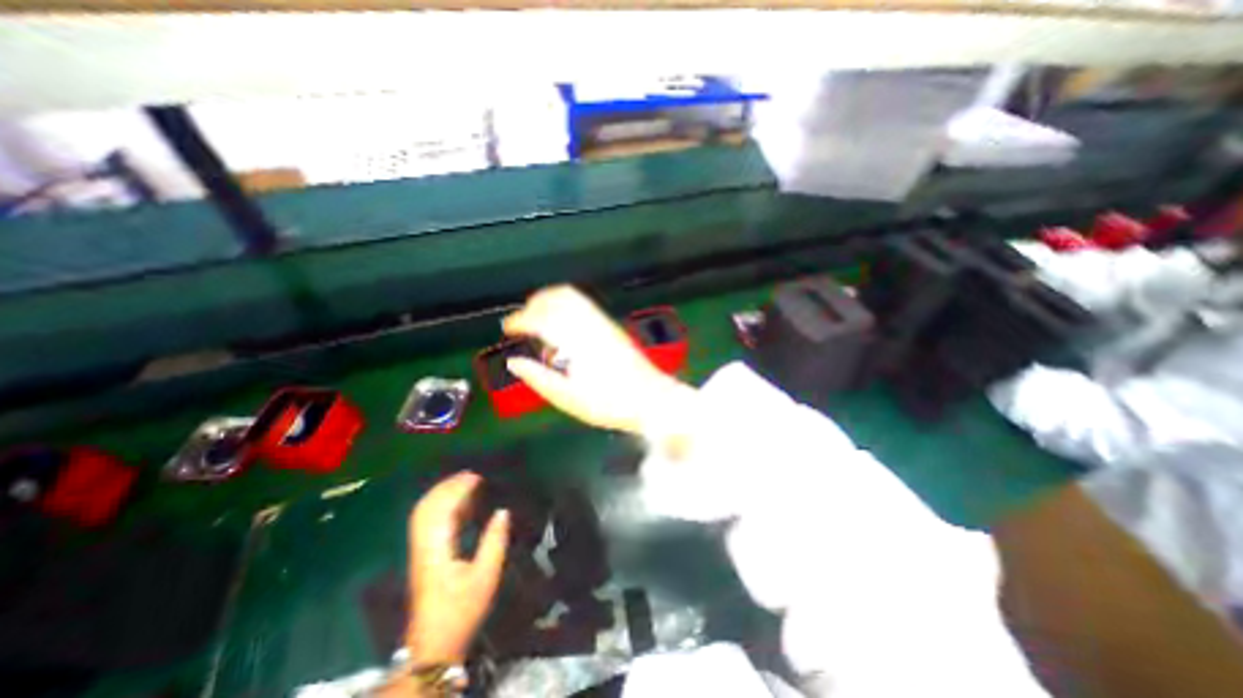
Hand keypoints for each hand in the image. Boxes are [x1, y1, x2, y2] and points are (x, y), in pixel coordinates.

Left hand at [407, 474, 505, 663]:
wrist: (434, 642)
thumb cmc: (462, 609)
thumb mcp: (485, 577)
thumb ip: (494, 542)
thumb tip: (503, 511)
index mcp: (437, 549)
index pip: (442, 510)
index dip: (458, 489)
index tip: (477, 477)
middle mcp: (424, 545)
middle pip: (427, 506)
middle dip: (447, 486)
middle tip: (471, 474)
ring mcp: (420, 549)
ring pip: (424, 512)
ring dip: (442, 493)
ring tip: (465, 482)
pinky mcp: (423, 554)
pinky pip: (428, 521)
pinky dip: (442, 505)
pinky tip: (459, 503)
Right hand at [504, 288, 696, 431]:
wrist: (651, 398)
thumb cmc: (609, 403)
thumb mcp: (569, 399)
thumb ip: (539, 378)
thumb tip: (514, 362)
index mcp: (575, 341)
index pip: (540, 319)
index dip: (519, 320)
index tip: (507, 328)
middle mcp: (588, 323)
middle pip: (555, 298)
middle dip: (533, 304)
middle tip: (521, 322)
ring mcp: (602, 321)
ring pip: (571, 296)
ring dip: (549, 300)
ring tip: (538, 317)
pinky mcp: (611, 325)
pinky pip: (583, 303)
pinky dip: (565, 304)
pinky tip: (562, 321)